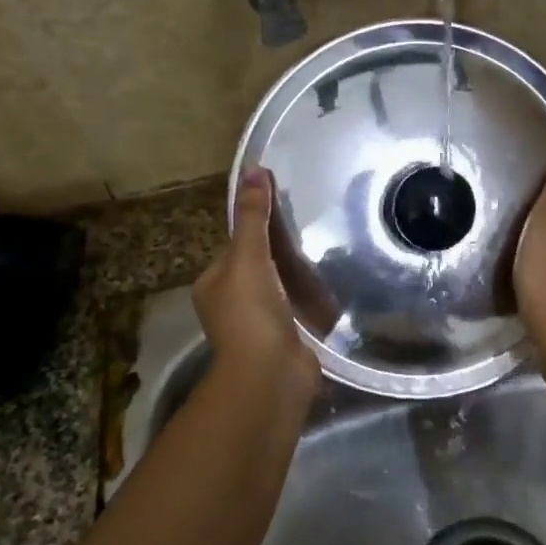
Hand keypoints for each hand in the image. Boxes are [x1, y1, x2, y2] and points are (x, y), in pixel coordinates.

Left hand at [195, 168, 319, 405]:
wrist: (271, 375)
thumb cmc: (251, 312)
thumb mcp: (249, 256)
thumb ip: (253, 217)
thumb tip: (253, 169)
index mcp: (212, 283)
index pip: (236, 246)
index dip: (258, 228)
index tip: (285, 210)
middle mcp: (230, 304)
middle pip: (259, 266)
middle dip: (281, 252)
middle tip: (314, 228)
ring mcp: (258, 325)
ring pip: (280, 288)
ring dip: (298, 276)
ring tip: (328, 251)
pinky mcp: (284, 339)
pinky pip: (298, 309)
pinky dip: (311, 299)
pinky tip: (332, 285)